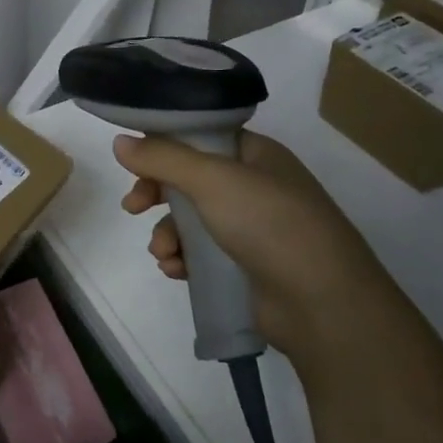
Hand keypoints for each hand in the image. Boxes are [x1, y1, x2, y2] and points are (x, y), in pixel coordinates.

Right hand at [113, 131, 406, 378]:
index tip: (133, 165)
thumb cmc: (270, 225)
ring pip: (190, 220)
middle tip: (134, 208)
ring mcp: (251, 228)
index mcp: (255, 155)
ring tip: (165, 254)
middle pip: (189, 180)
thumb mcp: (212, 180)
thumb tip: (119, 142)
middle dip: (157, 194)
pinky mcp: (244, 265)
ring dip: (168, 234)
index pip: (199, 138)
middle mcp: (254, 186)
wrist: (323, 303)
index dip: (162, 148)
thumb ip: (162, 158)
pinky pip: (200, 253)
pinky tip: (177, 271)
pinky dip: (183, 259)